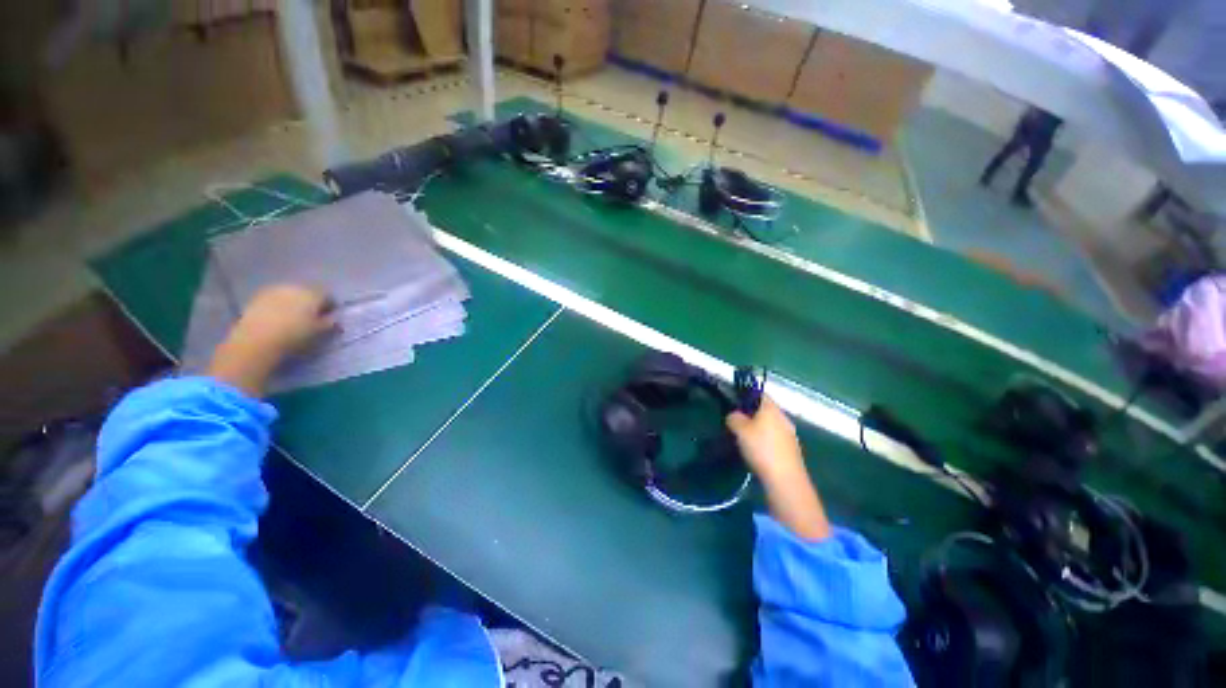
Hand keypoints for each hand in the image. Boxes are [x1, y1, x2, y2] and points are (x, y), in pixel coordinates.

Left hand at [228, 285, 334, 359]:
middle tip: (311, 317)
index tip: (329, 317)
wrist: (257, 339)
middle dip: (312, 302)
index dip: (331, 307)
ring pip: (291, 294)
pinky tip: (277, 317)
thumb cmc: (295, 335)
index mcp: (314, 294)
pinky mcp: (258, 296)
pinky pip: (275, 298)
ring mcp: (275, 289)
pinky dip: (279, 305)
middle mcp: (296, 287)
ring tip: (293, 317)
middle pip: (309, 292)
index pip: (329, 296)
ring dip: (294, 302)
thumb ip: (331, 322)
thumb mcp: (320, 332)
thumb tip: (335, 317)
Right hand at [726, 397, 804, 483]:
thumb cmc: (761, 449)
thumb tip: (734, 415)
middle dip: (751, 414)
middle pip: (765, 410)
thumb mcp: (739, 430)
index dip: (746, 395)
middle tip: (735, 422)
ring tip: (743, 438)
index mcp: (772, 408)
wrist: (785, 480)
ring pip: (770, 425)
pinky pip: (774, 439)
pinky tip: (756, 452)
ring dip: (758, 429)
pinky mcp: (791, 450)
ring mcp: (789, 434)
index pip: (759, 393)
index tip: (734, 402)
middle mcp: (783, 417)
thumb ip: (734, 417)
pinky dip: (765, 442)